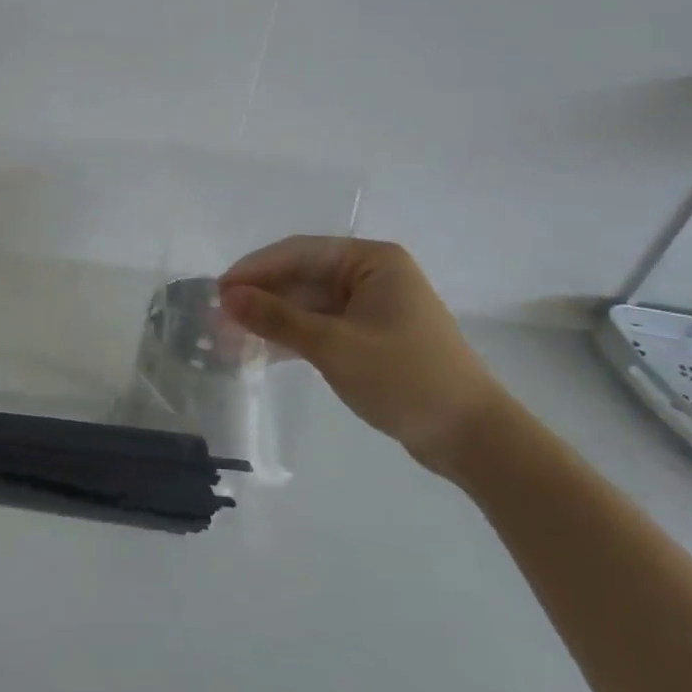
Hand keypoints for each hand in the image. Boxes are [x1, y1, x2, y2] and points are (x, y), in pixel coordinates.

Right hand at [220, 237, 510, 476]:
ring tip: (231, 336)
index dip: (255, 269)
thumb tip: (227, 297)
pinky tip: (262, 350)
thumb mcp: (335, 346)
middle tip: (219, 318)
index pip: (300, 253)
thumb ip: (278, 318)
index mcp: (371, 260)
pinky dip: (293, 336)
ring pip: (308, 302)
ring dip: (273, 318)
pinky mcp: (370, 335)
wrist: (472, 438)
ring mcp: (371, 306)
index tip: (219, 290)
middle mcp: (371, 274)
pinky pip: (321, 325)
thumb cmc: (405, 378)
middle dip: (261, 296)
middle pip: (302, 276)